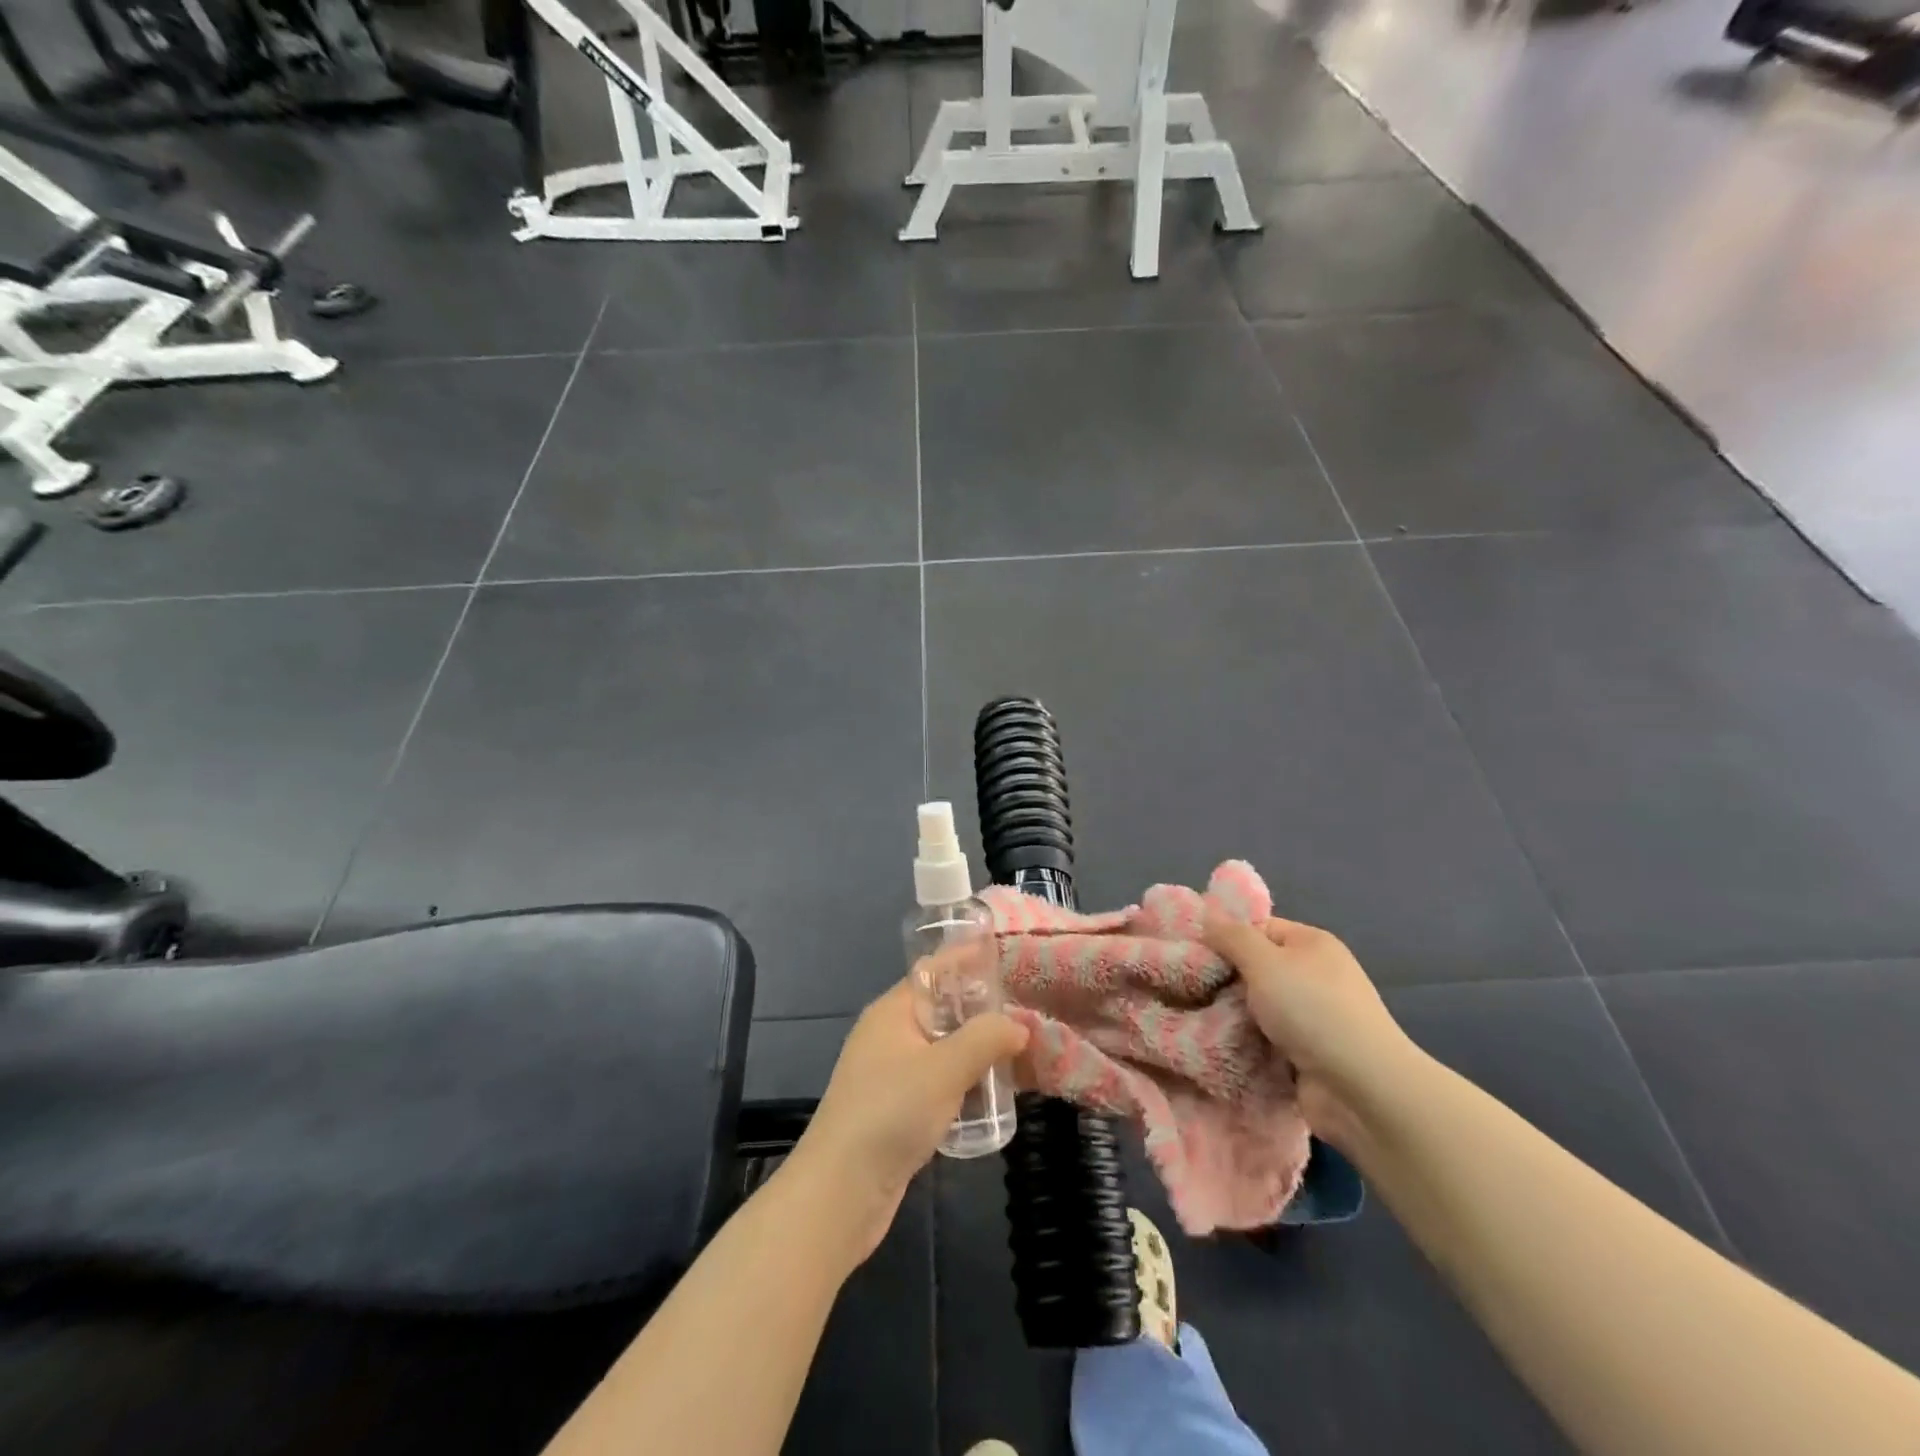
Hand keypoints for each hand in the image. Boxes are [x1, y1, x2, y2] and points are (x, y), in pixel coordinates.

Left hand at [786, 980, 1028, 1265]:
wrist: (841, 1192)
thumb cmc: (890, 1113)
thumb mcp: (945, 1068)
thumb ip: (986, 1039)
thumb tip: (1019, 1025)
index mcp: (892, 1011)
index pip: (934, 969)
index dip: (968, 958)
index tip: (1007, 952)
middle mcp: (889, 1034)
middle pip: (941, 1008)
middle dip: (981, 1007)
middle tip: (1027, 1005)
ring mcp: (891, 1073)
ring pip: (942, 1048)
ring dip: (977, 1047)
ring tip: (1021, 1047)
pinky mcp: (897, 1109)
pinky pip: (938, 1081)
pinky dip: (965, 1080)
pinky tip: (994, 1091)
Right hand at [1204, 915, 1416, 1150]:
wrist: (1362, 1090)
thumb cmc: (1312, 1011)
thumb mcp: (1264, 961)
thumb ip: (1232, 937)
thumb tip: (1208, 915)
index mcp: (1312, 944)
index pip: (1259, 928)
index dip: (1226, 937)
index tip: (1192, 953)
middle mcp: (1316, 976)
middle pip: (1257, 968)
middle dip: (1225, 980)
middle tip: (1187, 988)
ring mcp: (1315, 1018)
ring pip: (1259, 1007)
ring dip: (1233, 1016)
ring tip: (1193, 1019)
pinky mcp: (1309, 1055)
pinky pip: (1267, 1040)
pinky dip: (1247, 1043)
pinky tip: (1218, 1045)